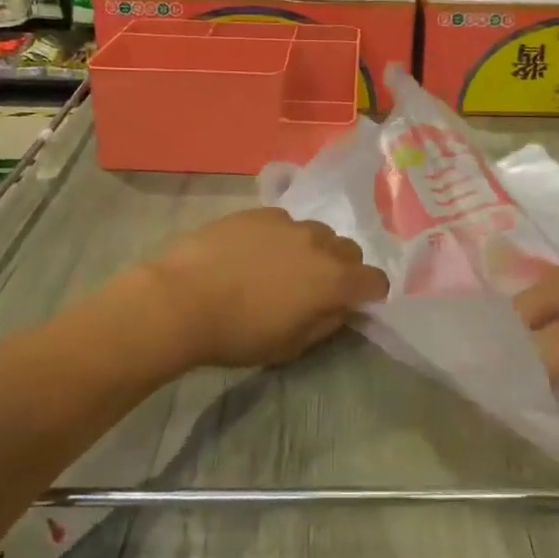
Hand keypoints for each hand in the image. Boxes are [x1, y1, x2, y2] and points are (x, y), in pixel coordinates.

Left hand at [141, 208, 386, 370]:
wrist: (182, 299)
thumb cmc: (238, 333)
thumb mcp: (290, 345)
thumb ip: (325, 323)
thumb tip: (340, 308)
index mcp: (334, 280)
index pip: (375, 280)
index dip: (370, 294)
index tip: (355, 304)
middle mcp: (319, 243)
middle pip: (349, 250)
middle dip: (343, 268)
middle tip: (316, 287)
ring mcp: (288, 222)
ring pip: (316, 232)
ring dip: (312, 249)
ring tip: (282, 268)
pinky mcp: (259, 212)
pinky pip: (284, 222)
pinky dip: (280, 237)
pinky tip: (253, 253)